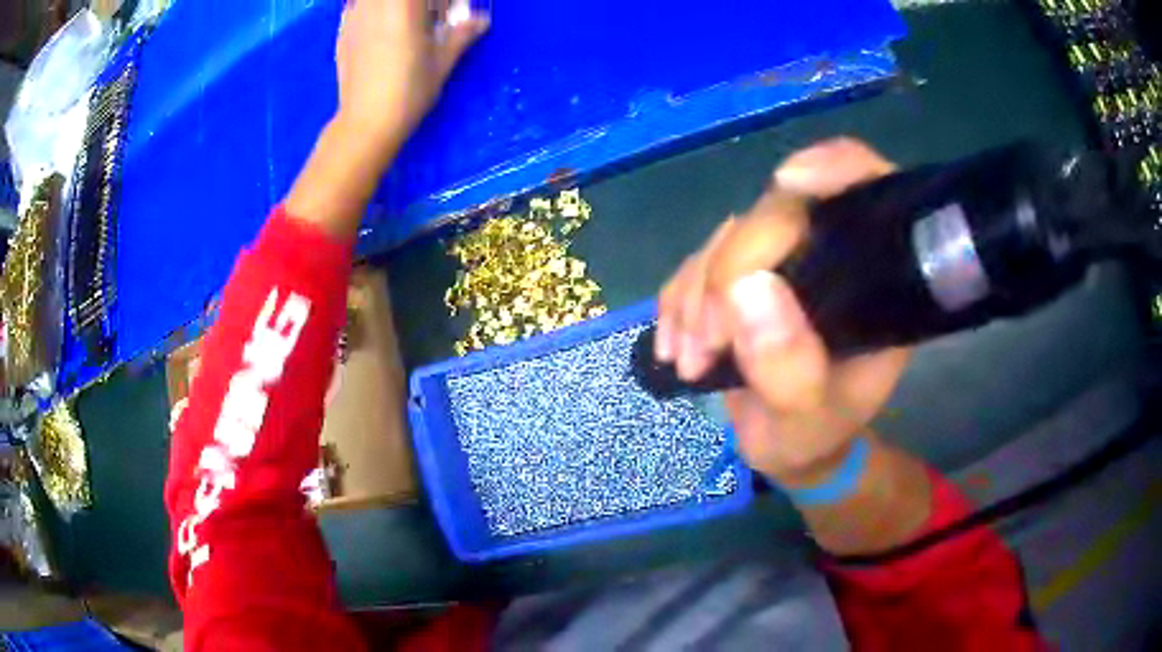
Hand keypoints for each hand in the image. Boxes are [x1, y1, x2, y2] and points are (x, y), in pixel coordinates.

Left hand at [334, 0, 487, 146]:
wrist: (365, 123)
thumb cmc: (409, 91)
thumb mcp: (442, 62)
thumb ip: (461, 34)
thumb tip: (481, 20)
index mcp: (404, 5)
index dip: (441, 2)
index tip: (449, 12)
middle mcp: (375, 4)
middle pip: (401, 0)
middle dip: (417, 5)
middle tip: (429, 17)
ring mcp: (354, 16)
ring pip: (373, 0)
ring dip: (394, 7)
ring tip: (405, 24)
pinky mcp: (341, 32)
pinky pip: (358, 7)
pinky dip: (372, 11)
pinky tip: (381, 30)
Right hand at [656, 139, 910, 486]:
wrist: (787, 445)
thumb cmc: (813, 436)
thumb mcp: (807, 423)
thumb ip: (790, 370)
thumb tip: (747, 287)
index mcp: (874, 280)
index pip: (868, 190)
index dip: (835, 168)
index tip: (789, 182)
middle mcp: (832, 254)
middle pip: (777, 213)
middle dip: (729, 272)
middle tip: (705, 346)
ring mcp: (784, 258)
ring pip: (729, 237)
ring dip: (696, 296)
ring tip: (690, 360)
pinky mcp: (742, 270)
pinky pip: (698, 261)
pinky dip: (678, 300)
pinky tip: (675, 345)